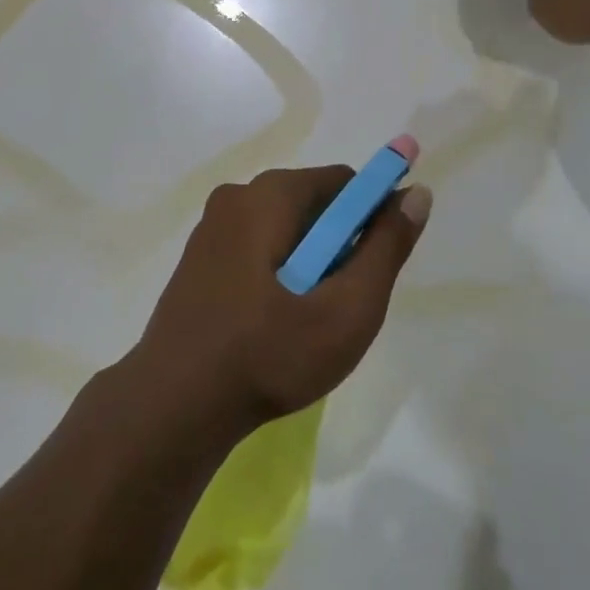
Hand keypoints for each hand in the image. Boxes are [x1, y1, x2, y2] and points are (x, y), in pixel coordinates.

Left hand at [126, 165, 433, 440]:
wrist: (172, 407)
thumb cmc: (268, 355)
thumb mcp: (347, 309)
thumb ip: (386, 248)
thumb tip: (416, 193)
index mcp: (269, 195)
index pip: (343, 182)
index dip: (372, 215)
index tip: (378, 264)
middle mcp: (236, 196)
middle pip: (312, 204)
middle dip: (338, 245)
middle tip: (342, 303)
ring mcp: (210, 229)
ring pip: (283, 229)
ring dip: (308, 262)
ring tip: (308, 320)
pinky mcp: (197, 260)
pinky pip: (255, 249)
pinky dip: (277, 272)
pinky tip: (273, 323)